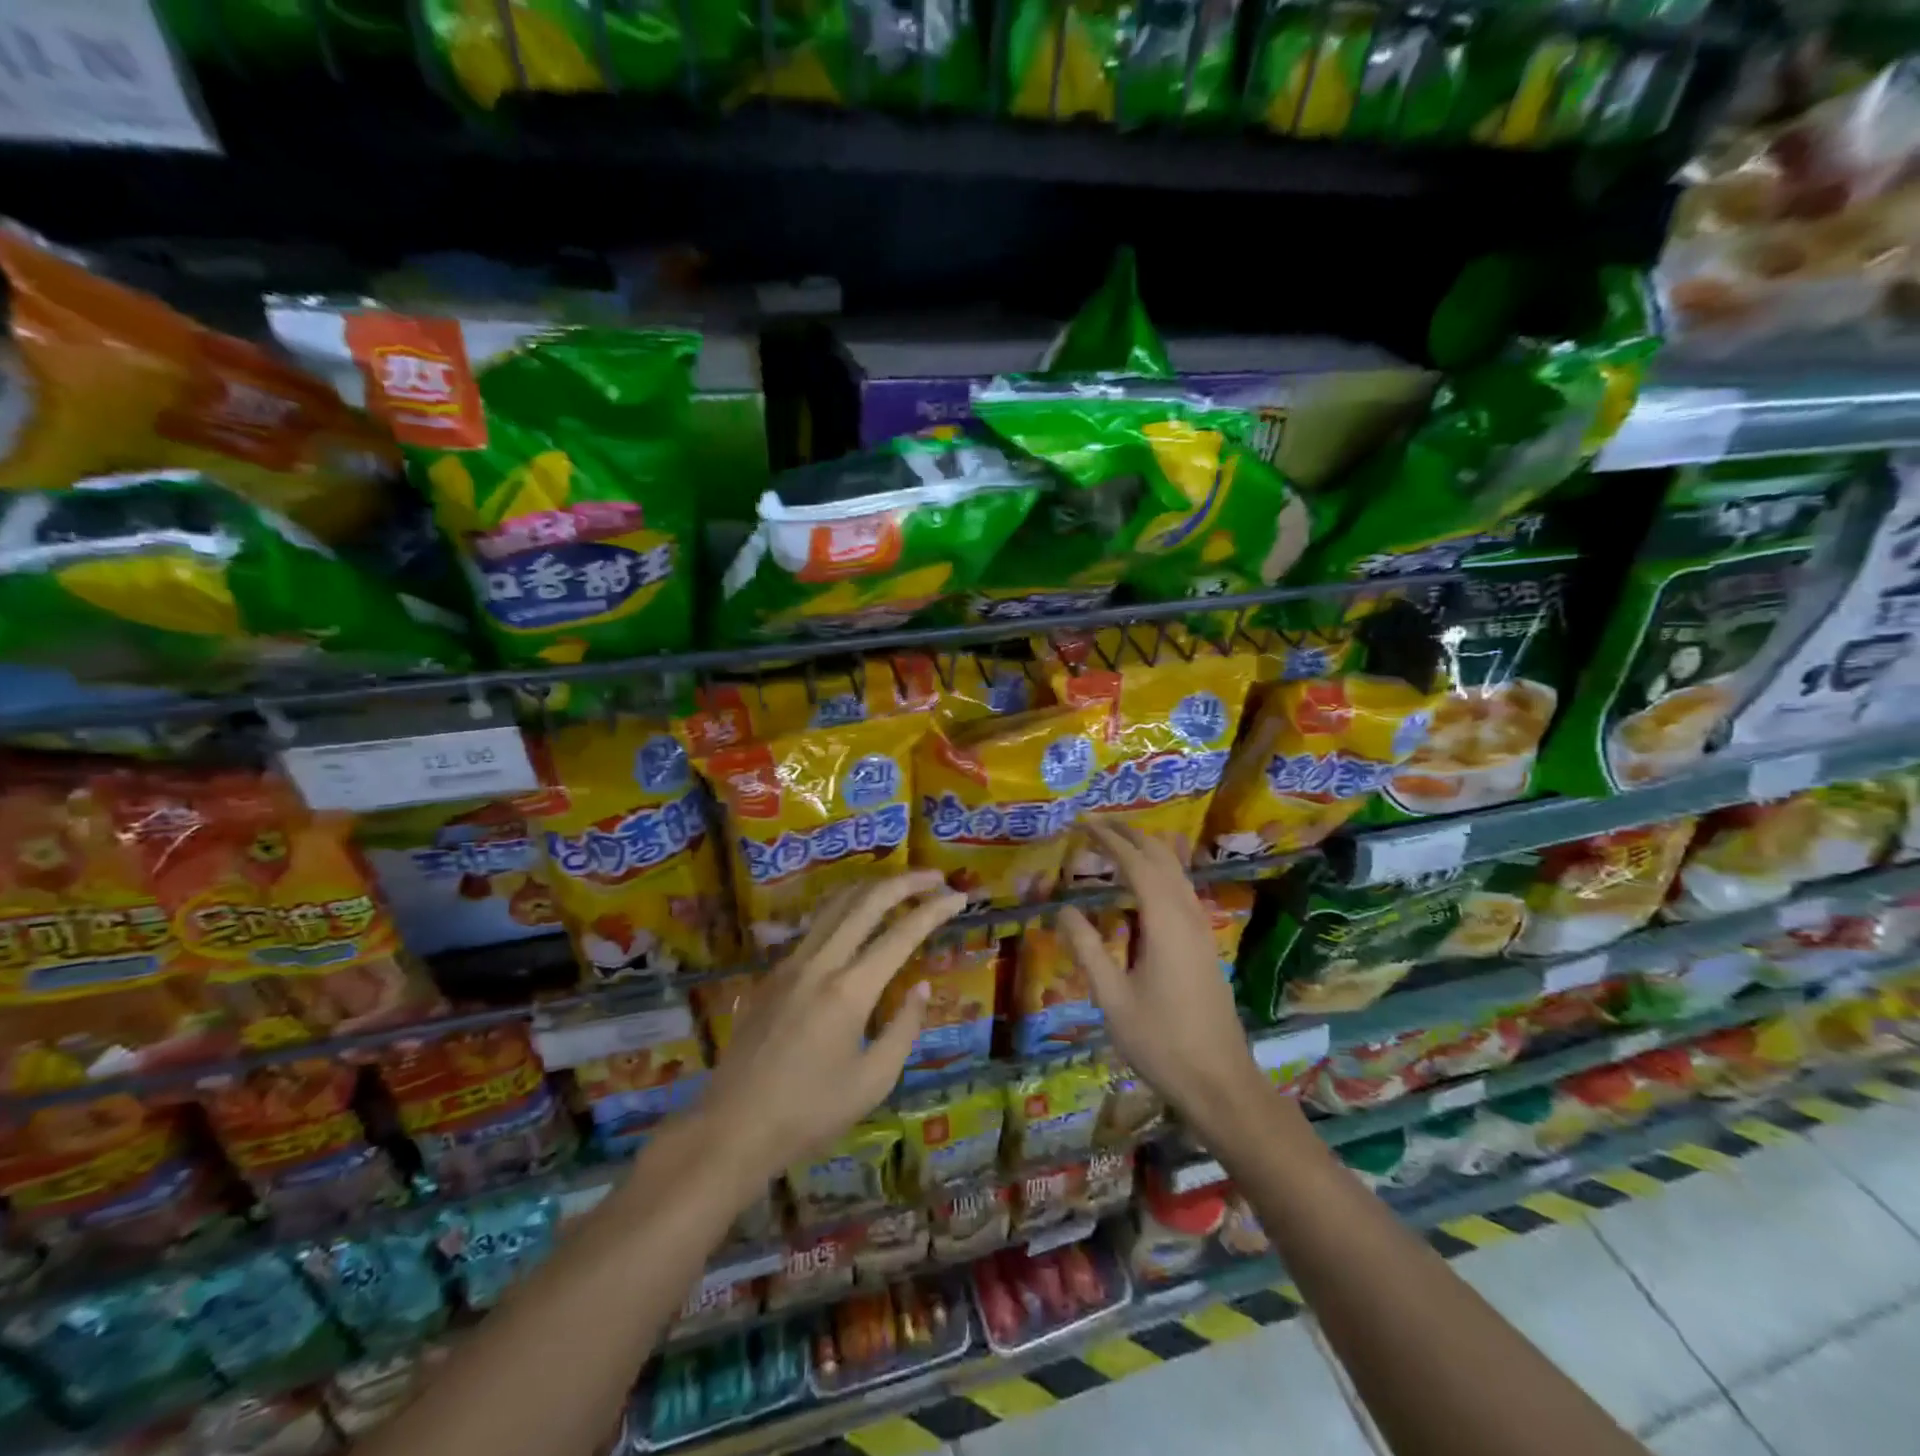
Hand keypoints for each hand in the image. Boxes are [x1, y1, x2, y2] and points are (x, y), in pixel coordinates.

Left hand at [695, 870, 965, 1191]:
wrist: (732, 1129)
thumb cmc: (809, 1114)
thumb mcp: (873, 1081)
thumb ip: (903, 1028)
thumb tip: (922, 987)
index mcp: (849, 991)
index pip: (901, 935)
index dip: (934, 911)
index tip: (959, 898)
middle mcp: (819, 963)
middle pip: (866, 902)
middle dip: (905, 882)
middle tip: (935, 877)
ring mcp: (790, 964)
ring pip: (834, 906)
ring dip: (871, 889)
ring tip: (900, 886)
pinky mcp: (771, 974)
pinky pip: (814, 928)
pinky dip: (843, 911)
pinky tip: (855, 920)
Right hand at [1057, 821, 1270, 1144]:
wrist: (1220, 1082)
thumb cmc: (1161, 1042)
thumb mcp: (1112, 999)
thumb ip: (1087, 949)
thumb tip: (1063, 909)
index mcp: (1165, 922)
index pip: (1136, 863)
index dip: (1109, 839)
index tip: (1082, 822)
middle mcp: (1188, 915)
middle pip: (1162, 858)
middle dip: (1130, 835)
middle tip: (1096, 824)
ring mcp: (1201, 930)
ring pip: (1177, 872)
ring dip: (1148, 850)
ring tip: (1116, 842)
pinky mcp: (1205, 945)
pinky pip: (1182, 890)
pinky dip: (1160, 872)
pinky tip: (1146, 883)